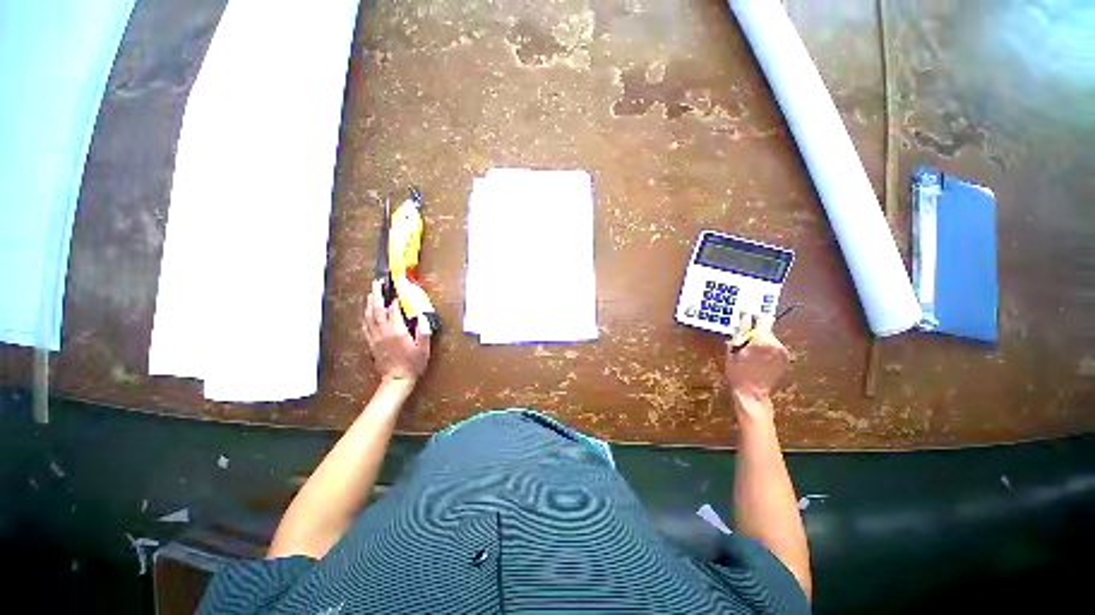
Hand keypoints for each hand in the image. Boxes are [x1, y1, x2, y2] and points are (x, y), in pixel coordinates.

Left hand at [364, 280, 431, 384]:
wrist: (397, 379)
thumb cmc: (413, 364)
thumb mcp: (424, 348)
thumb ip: (424, 331)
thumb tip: (421, 315)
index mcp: (397, 331)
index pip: (393, 310)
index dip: (394, 299)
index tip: (397, 289)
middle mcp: (384, 332)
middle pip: (377, 310)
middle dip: (377, 295)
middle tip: (377, 283)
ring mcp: (375, 337)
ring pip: (369, 316)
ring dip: (369, 304)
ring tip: (371, 293)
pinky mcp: (371, 343)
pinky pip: (366, 326)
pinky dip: (365, 317)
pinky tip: (366, 313)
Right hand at [725, 314, 788, 409]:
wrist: (752, 392)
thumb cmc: (738, 371)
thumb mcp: (733, 349)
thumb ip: (741, 331)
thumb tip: (745, 317)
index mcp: (763, 339)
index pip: (762, 318)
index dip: (754, 317)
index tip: (746, 319)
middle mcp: (777, 343)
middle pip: (766, 329)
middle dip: (755, 331)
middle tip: (743, 341)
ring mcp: (783, 352)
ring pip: (770, 338)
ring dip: (761, 341)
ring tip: (749, 352)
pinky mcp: (785, 359)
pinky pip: (774, 347)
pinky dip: (766, 349)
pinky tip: (757, 359)